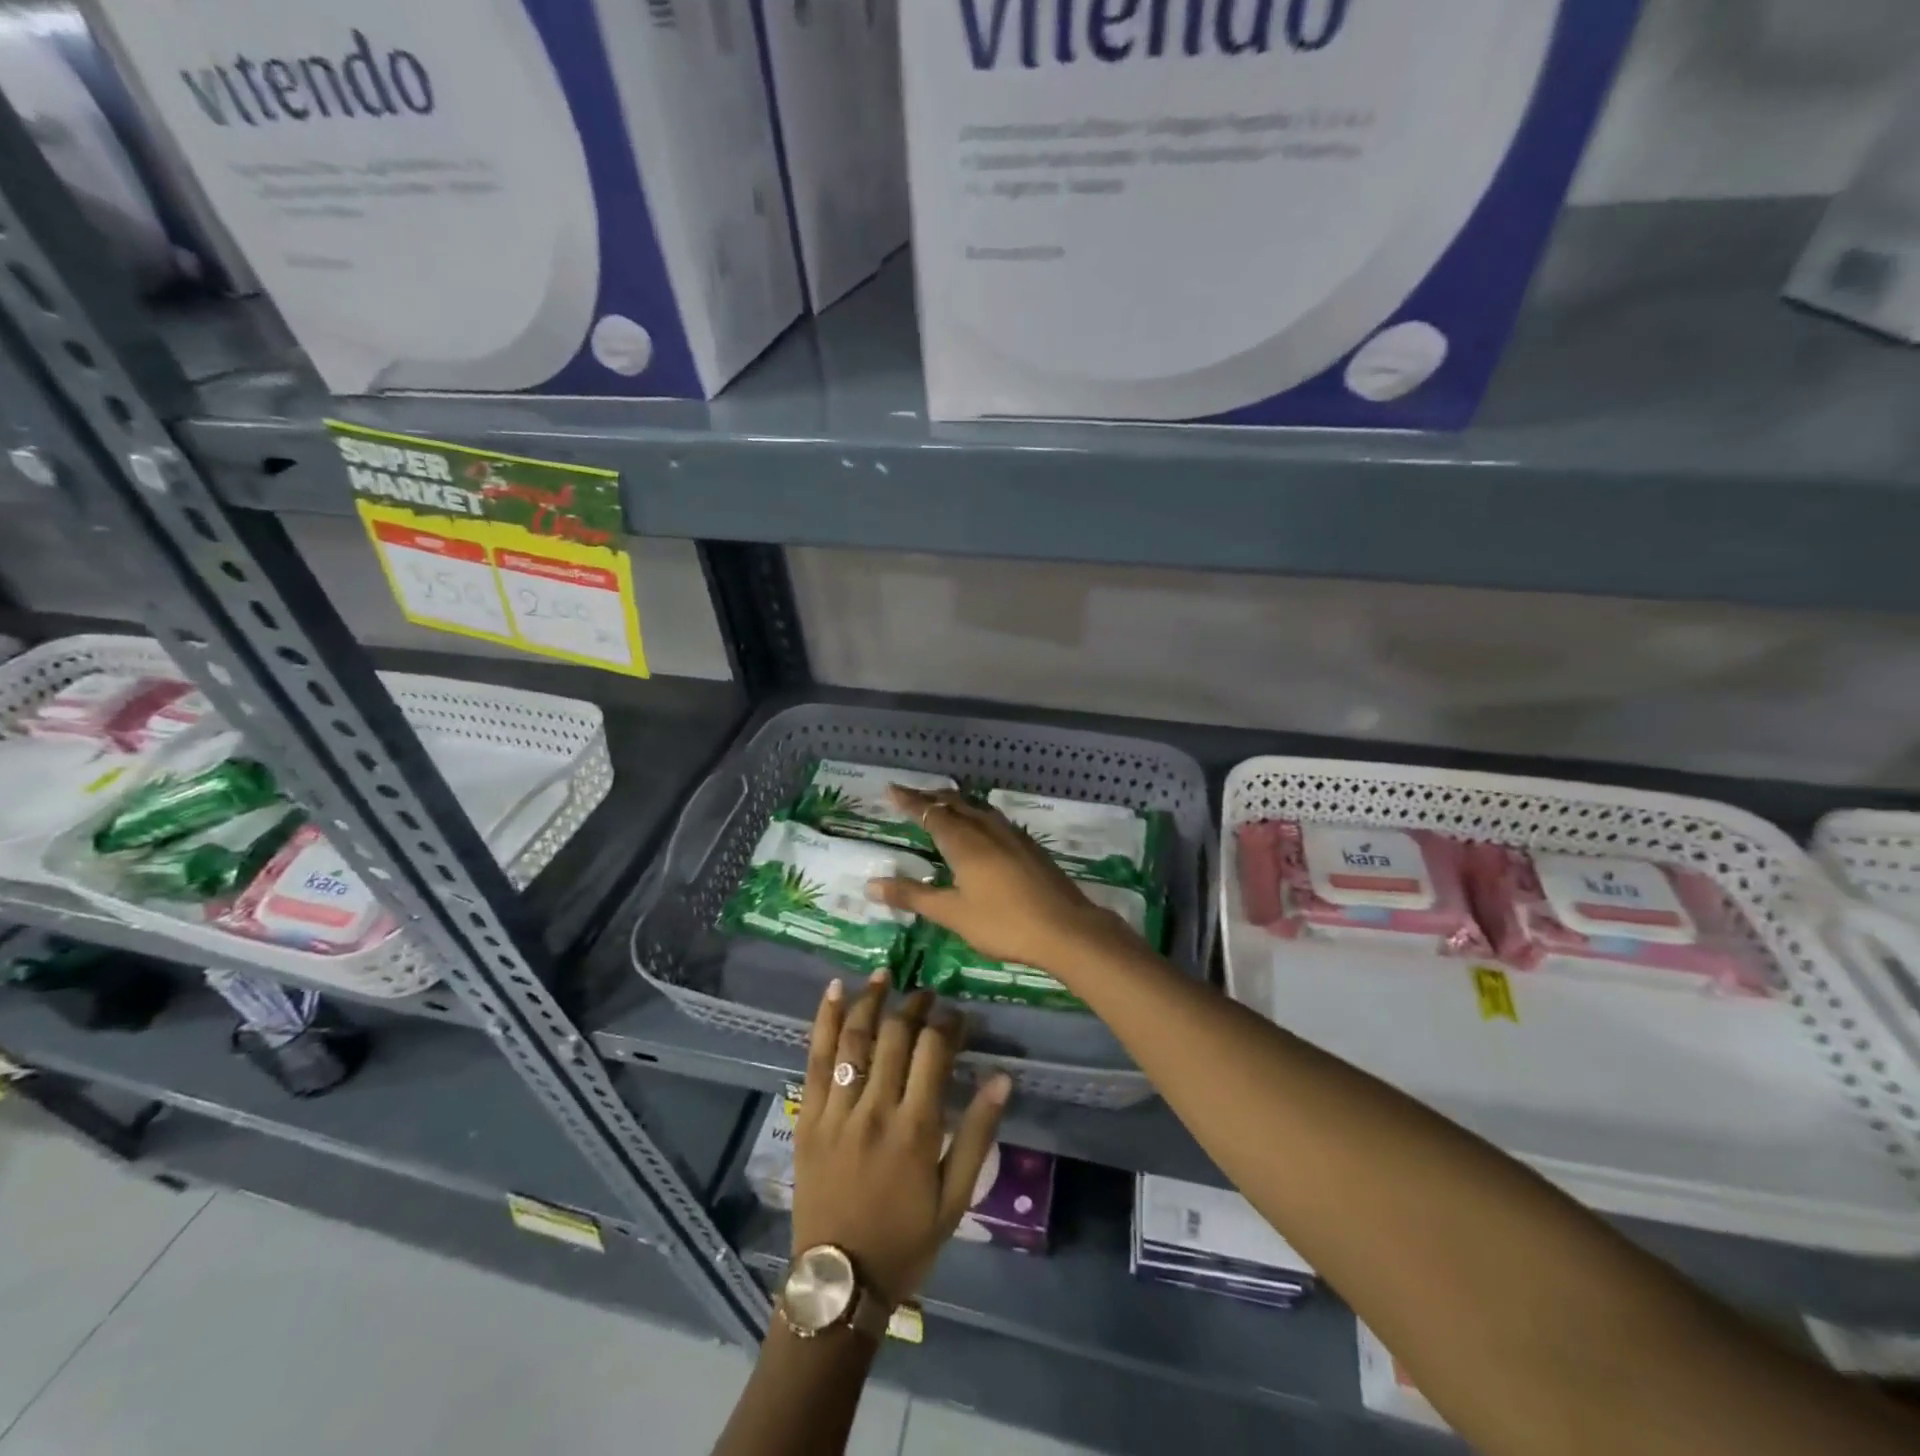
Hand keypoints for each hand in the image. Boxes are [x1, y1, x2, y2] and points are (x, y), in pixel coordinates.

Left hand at [792, 972, 1010, 1304]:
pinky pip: (814, 1059)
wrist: (839, 1281)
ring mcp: (836, 1110)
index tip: (958, 1014)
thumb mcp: (956, 1197)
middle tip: (927, 994)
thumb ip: (978, 1134)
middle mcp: (875, 1108)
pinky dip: (824, 1021)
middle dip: (915, 1005)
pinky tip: (834, 990)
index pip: (934, 1051)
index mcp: (915, 1127)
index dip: (949, 1023)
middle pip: (895, 1036)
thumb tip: (1002, 1079)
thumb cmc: (906, 1240)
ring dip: (871, 1000)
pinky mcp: (808, 1116)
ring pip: (854, 1039)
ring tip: (885, 975)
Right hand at [867, 785, 1137, 972]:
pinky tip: (980, 829)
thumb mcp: (952, 913)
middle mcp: (987, 829)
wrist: (1066, 928)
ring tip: (941, 805)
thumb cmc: (1003, 923)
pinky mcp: (1029, 846)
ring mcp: (1012, 835)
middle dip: (930, 797)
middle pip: (954, 803)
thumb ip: (913, 896)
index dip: (909, 801)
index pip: (930, 812)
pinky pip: (993, 819)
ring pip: (976, 809)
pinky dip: (975, 815)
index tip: (891, 789)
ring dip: (954, 804)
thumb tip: (871, 885)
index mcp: (964, 841)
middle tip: (910, 795)